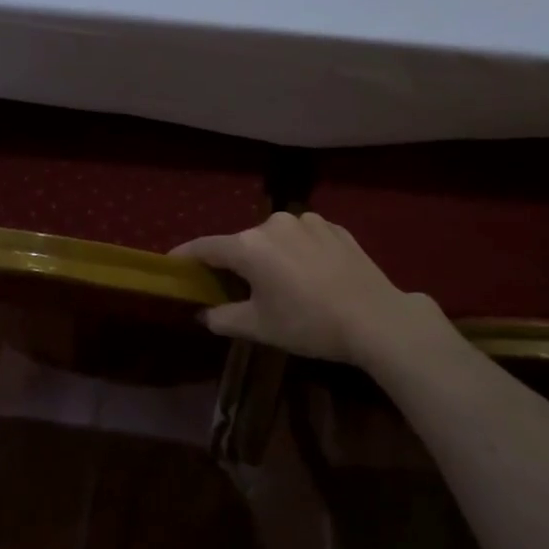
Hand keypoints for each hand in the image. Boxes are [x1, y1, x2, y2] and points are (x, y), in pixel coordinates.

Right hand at [172, 211, 439, 365]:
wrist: (376, 318)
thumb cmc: (308, 324)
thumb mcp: (260, 328)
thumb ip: (222, 318)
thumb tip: (203, 313)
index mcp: (248, 246)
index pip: (205, 247)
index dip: (186, 256)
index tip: (173, 264)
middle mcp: (273, 223)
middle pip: (242, 242)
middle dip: (235, 262)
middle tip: (236, 288)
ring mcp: (307, 220)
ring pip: (274, 238)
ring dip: (270, 256)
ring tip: (282, 283)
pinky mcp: (334, 227)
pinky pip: (303, 237)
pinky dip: (298, 252)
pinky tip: (313, 276)